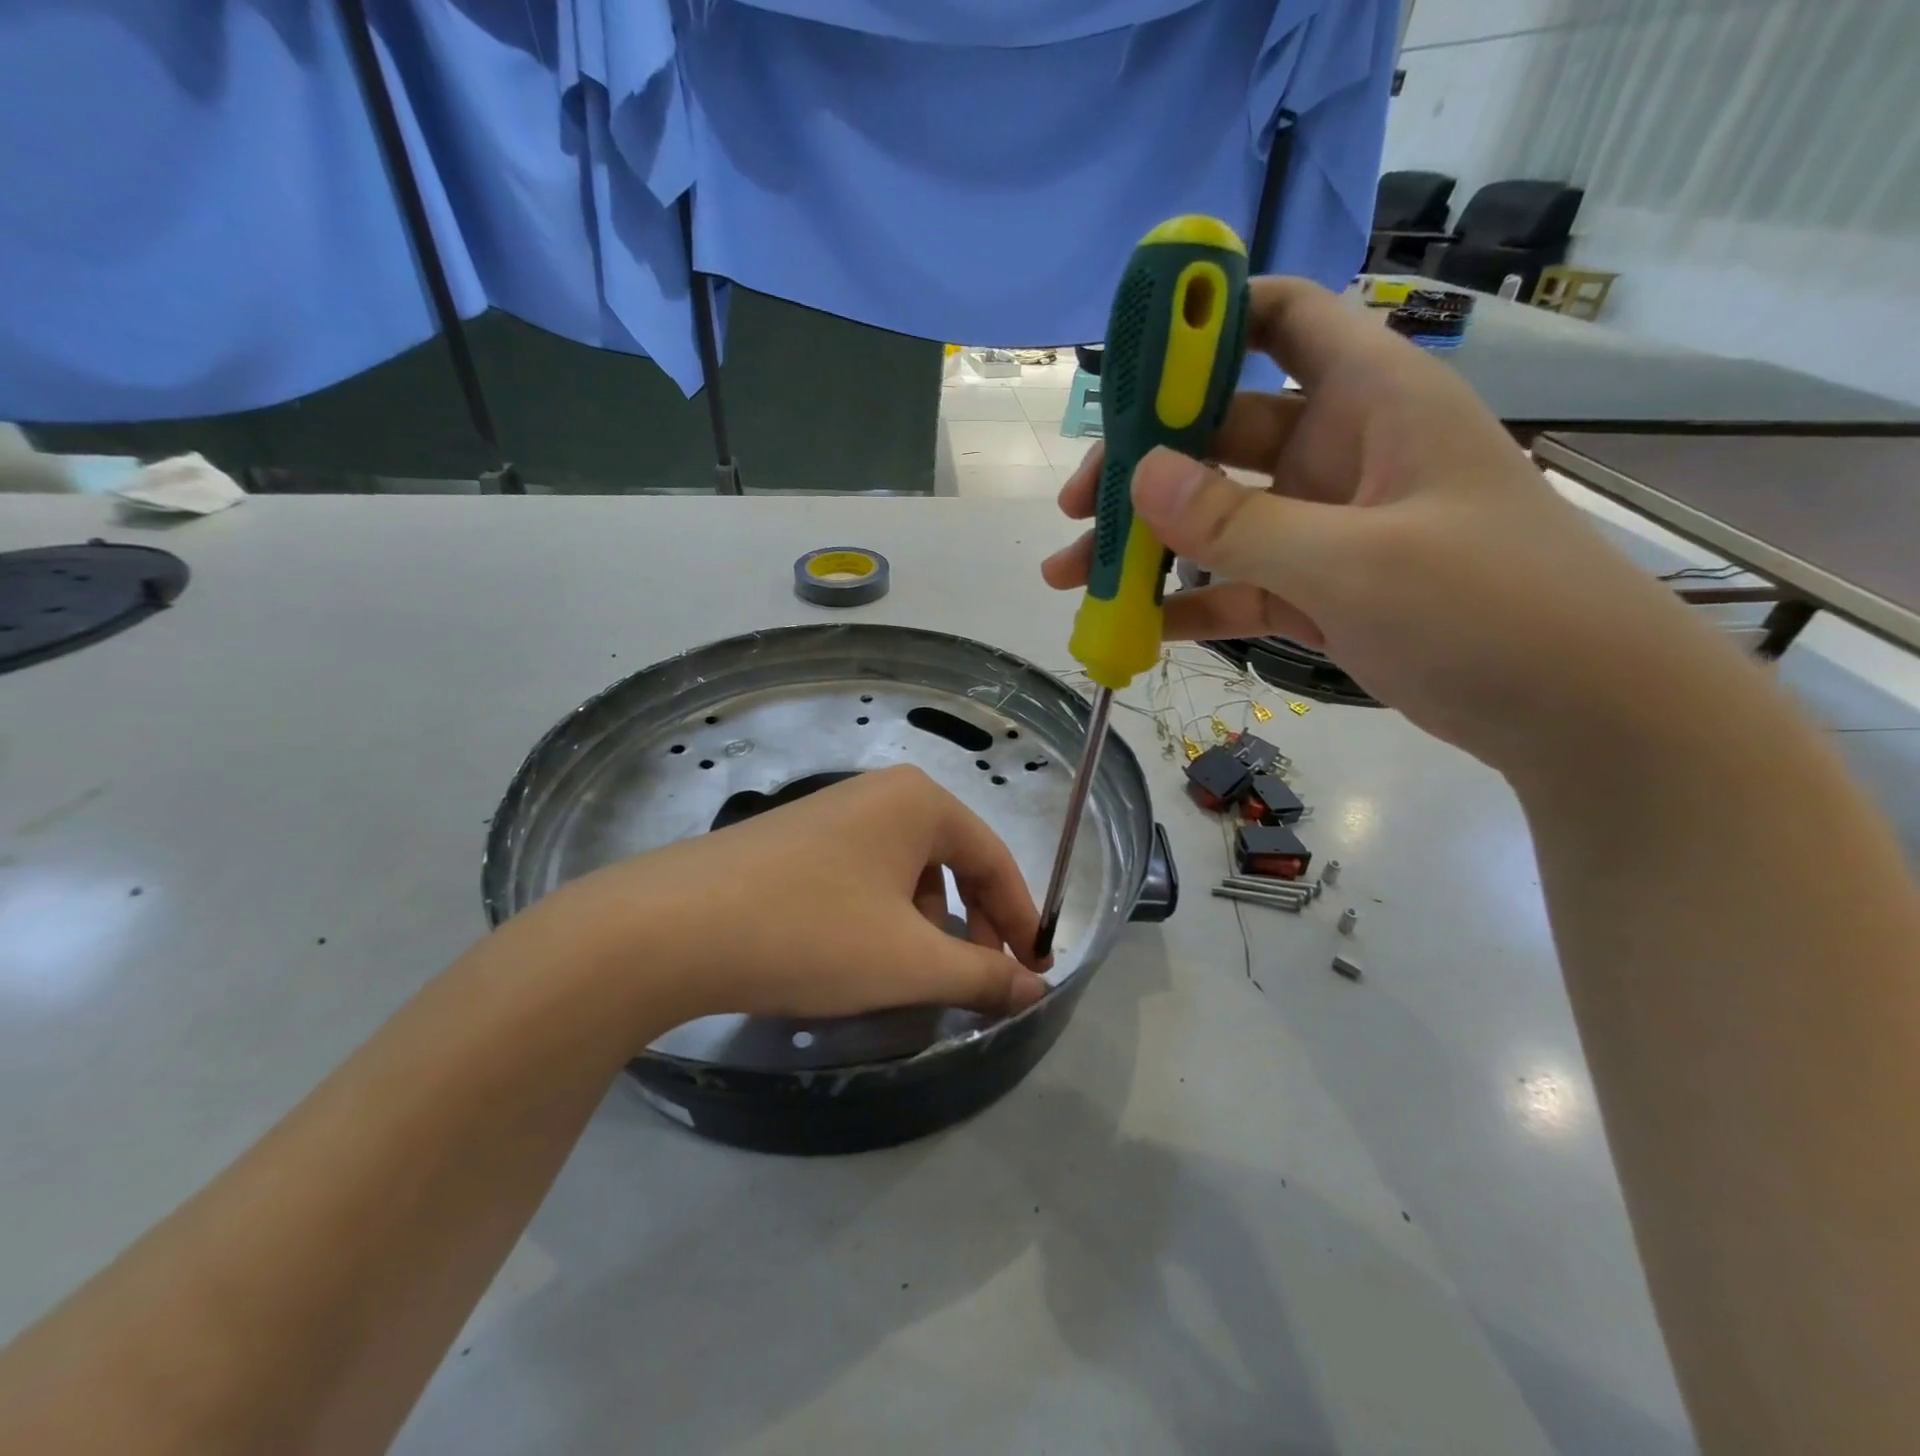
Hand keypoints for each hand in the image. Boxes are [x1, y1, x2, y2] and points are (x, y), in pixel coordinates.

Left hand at [517, 766, 1050, 1035]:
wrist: (672, 928)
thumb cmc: (812, 933)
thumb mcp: (910, 962)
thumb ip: (984, 976)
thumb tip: (1038, 987)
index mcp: (920, 803)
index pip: (994, 859)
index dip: (1020, 918)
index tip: (1032, 971)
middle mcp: (880, 794)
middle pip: (952, 861)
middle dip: (972, 924)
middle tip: (976, 979)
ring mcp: (832, 812)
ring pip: (906, 871)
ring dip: (924, 924)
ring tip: (911, 974)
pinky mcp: (794, 839)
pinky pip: (863, 874)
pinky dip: (880, 916)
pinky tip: (858, 955)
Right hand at [1042, 278, 1727, 773]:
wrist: (1580, 714)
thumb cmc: (1490, 609)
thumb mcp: (1356, 562)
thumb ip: (1239, 522)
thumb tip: (1138, 477)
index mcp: (1371, 400)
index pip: (1282, 318)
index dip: (1206, 321)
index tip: (1128, 363)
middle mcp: (1341, 450)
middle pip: (1219, 430)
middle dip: (1142, 464)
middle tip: (1075, 507)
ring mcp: (1326, 526)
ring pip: (1217, 516)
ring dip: (1147, 544)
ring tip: (1071, 577)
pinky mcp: (1319, 591)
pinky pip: (1236, 584)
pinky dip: (1188, 603)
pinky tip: (1135, 627)